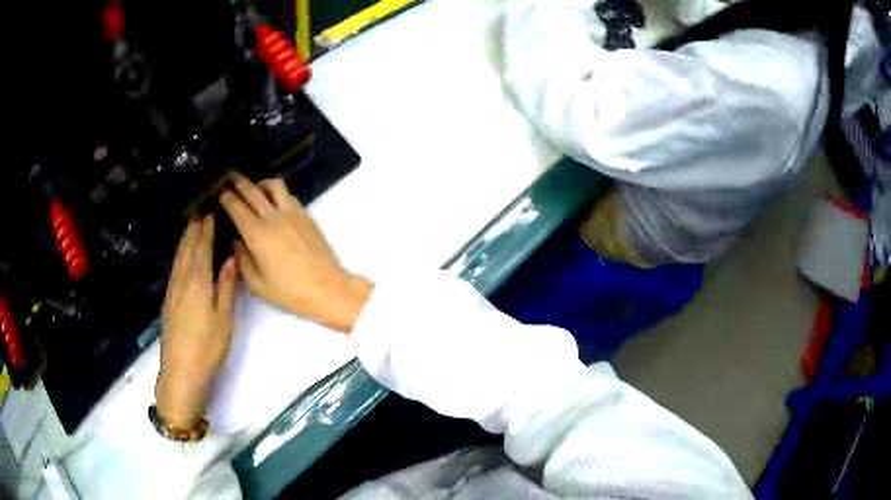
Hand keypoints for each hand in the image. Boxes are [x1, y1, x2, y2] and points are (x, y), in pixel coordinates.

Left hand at [156, 216, 237, 427]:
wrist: (181, 372)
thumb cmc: (207, 347)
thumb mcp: (224, 319)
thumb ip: (225, 286)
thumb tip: (230, 258)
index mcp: (198, 282)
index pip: (202, 247)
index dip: (206, 228)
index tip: (211, 209)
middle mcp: (182, 280)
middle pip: (188, 247)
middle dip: (194, 227)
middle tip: (201, 209)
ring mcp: (173, 289)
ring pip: (179, 256)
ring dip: (186, 238)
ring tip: (192, 223)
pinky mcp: (168, 300)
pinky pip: (175, 267)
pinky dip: (180, 253)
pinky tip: (182, 254)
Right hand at [219, 174, 372, 331]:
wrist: (327, 288)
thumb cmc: (289, 291)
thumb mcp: (257, 283)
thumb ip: (242, 259)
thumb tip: (237, 240)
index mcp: (257, 234)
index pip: (236, 206)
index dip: (225, 196)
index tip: (217, 191)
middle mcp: (273, 217)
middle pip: (252, 190)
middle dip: (237, 181)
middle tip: (228, 177)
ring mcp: (292, 213)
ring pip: (274, 185)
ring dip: (260, 182)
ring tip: (253, 188)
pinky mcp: (306, 215)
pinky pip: (288, 195)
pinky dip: (276, 193)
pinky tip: (273, 203)